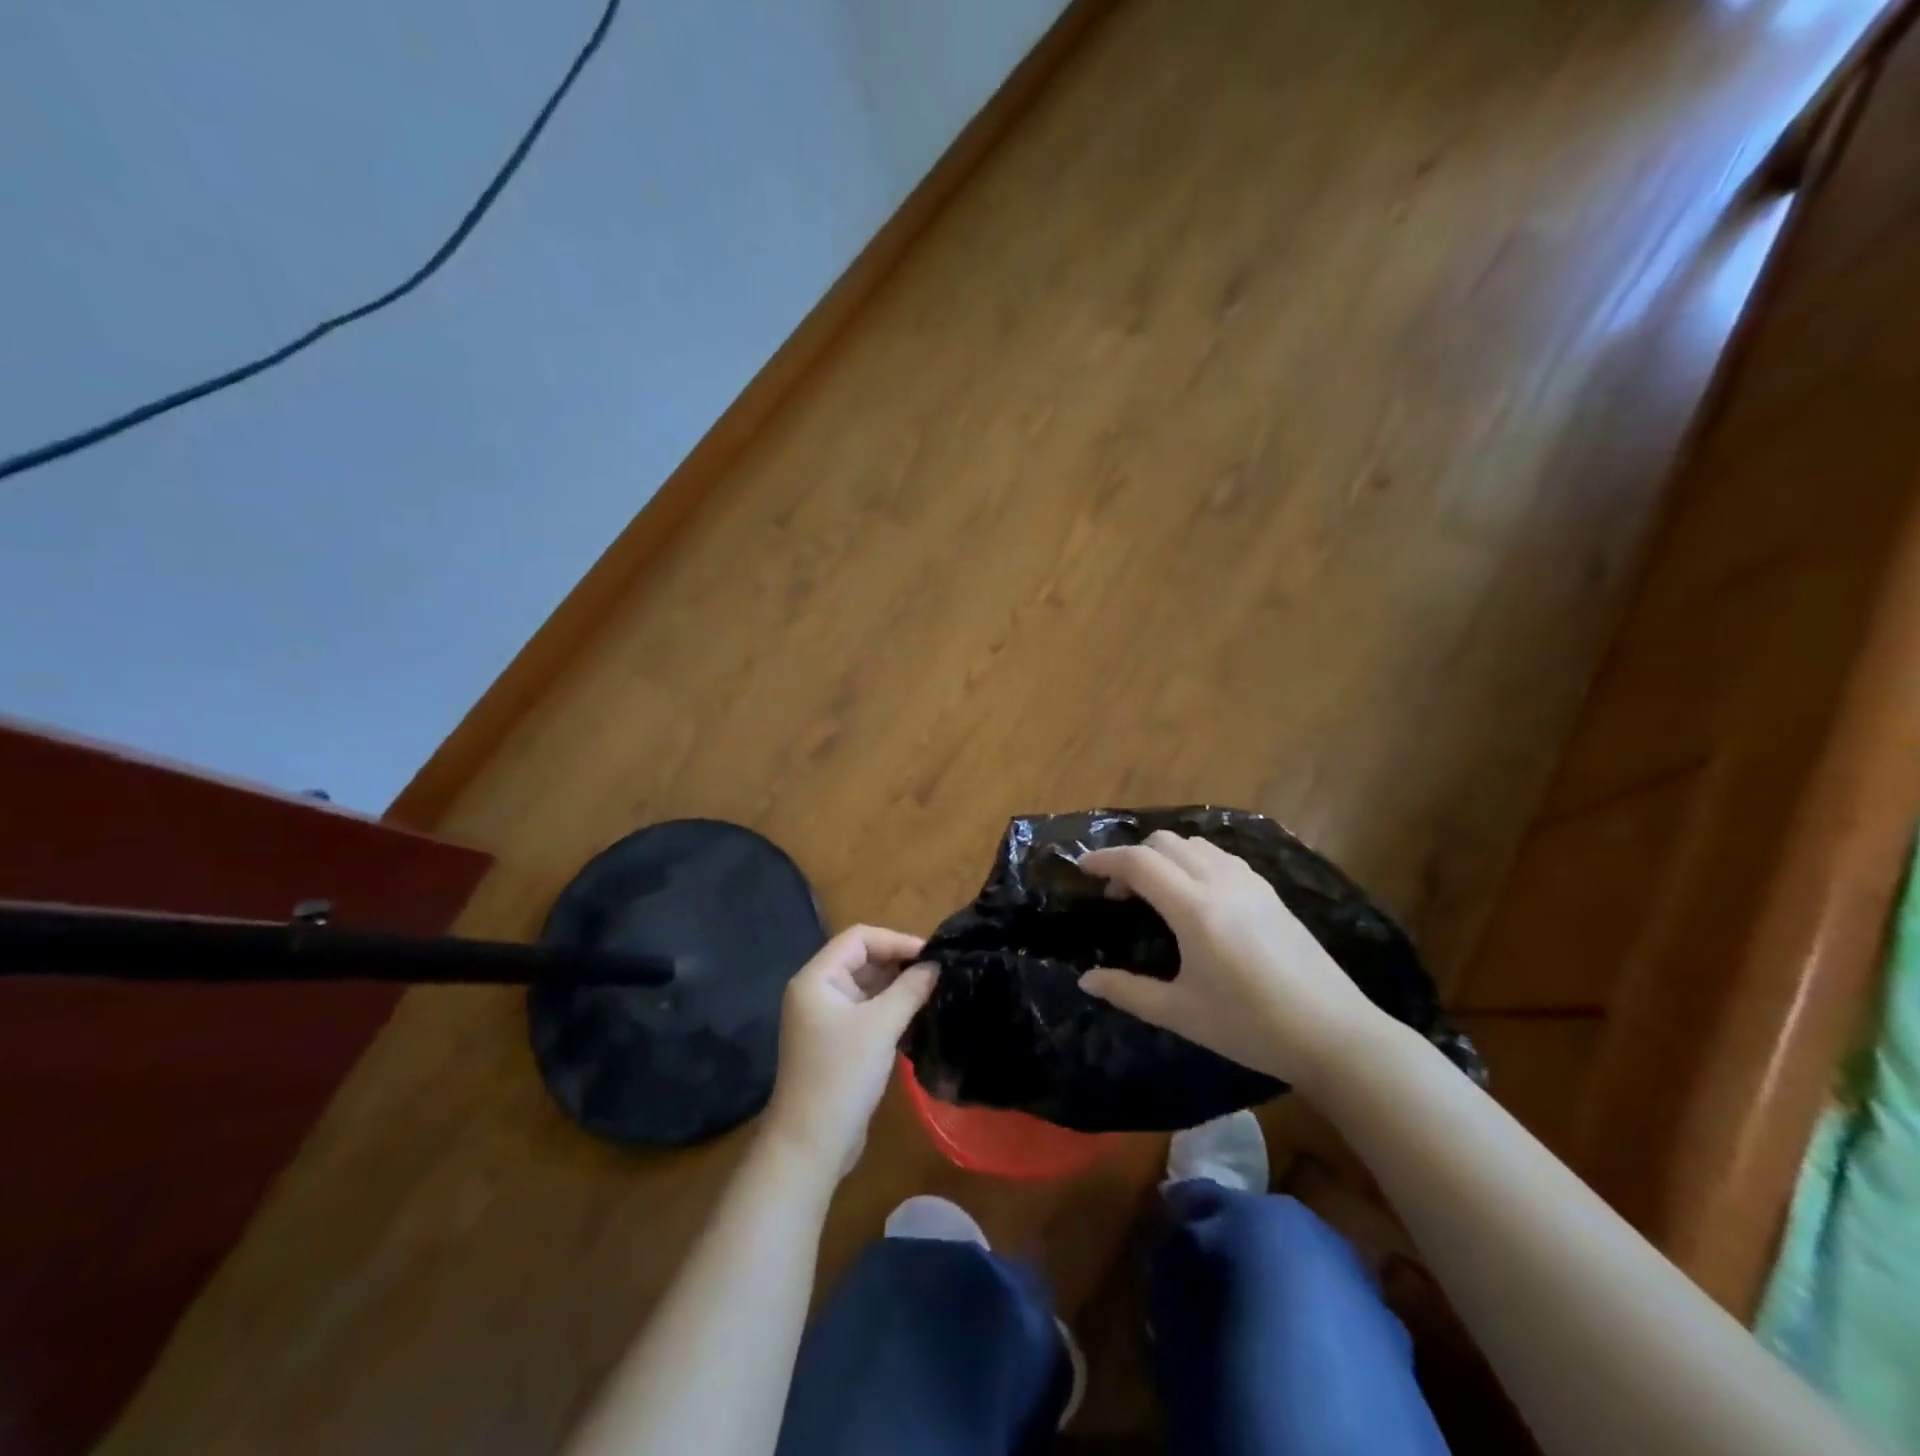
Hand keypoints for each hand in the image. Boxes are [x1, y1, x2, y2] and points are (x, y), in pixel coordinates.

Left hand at [763, 925, 936, 1178]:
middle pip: (861, 959)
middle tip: (938, 970)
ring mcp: (825, 1018)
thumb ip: (910, 989)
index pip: (859, 938)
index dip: (896, 940)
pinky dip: (890, 1006)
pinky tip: (917, 1012)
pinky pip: (866, 1009)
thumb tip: (936, 965)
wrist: (811, 1144)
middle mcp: (817, 991)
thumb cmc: (842, 1075)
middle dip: (898, 961)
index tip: (931, 954)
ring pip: (866, 985)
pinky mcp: (836, 1041)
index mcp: (817, 979)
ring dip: (897, 985)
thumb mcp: (881, 1026)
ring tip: (933, 989)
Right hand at [1076, 831, 1383, 1091]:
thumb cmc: (1250, 1027)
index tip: (1083, 869)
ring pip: (1195, 844)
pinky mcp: (1271, 892)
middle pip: (1165, 843)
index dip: (1105, 860)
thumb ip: (1128, 992)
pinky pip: (1221, 857)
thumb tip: (1087, 980)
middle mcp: (1221, 882)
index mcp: (1195, 909)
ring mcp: (1251, 883)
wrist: (1334, 1034)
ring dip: (1165, 856)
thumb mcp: (1181, 1014)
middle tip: (1120, 894)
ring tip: (1156, 891)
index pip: (1139, 863)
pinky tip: (1197, 895)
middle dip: (1133, 857)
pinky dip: (1194, 861)